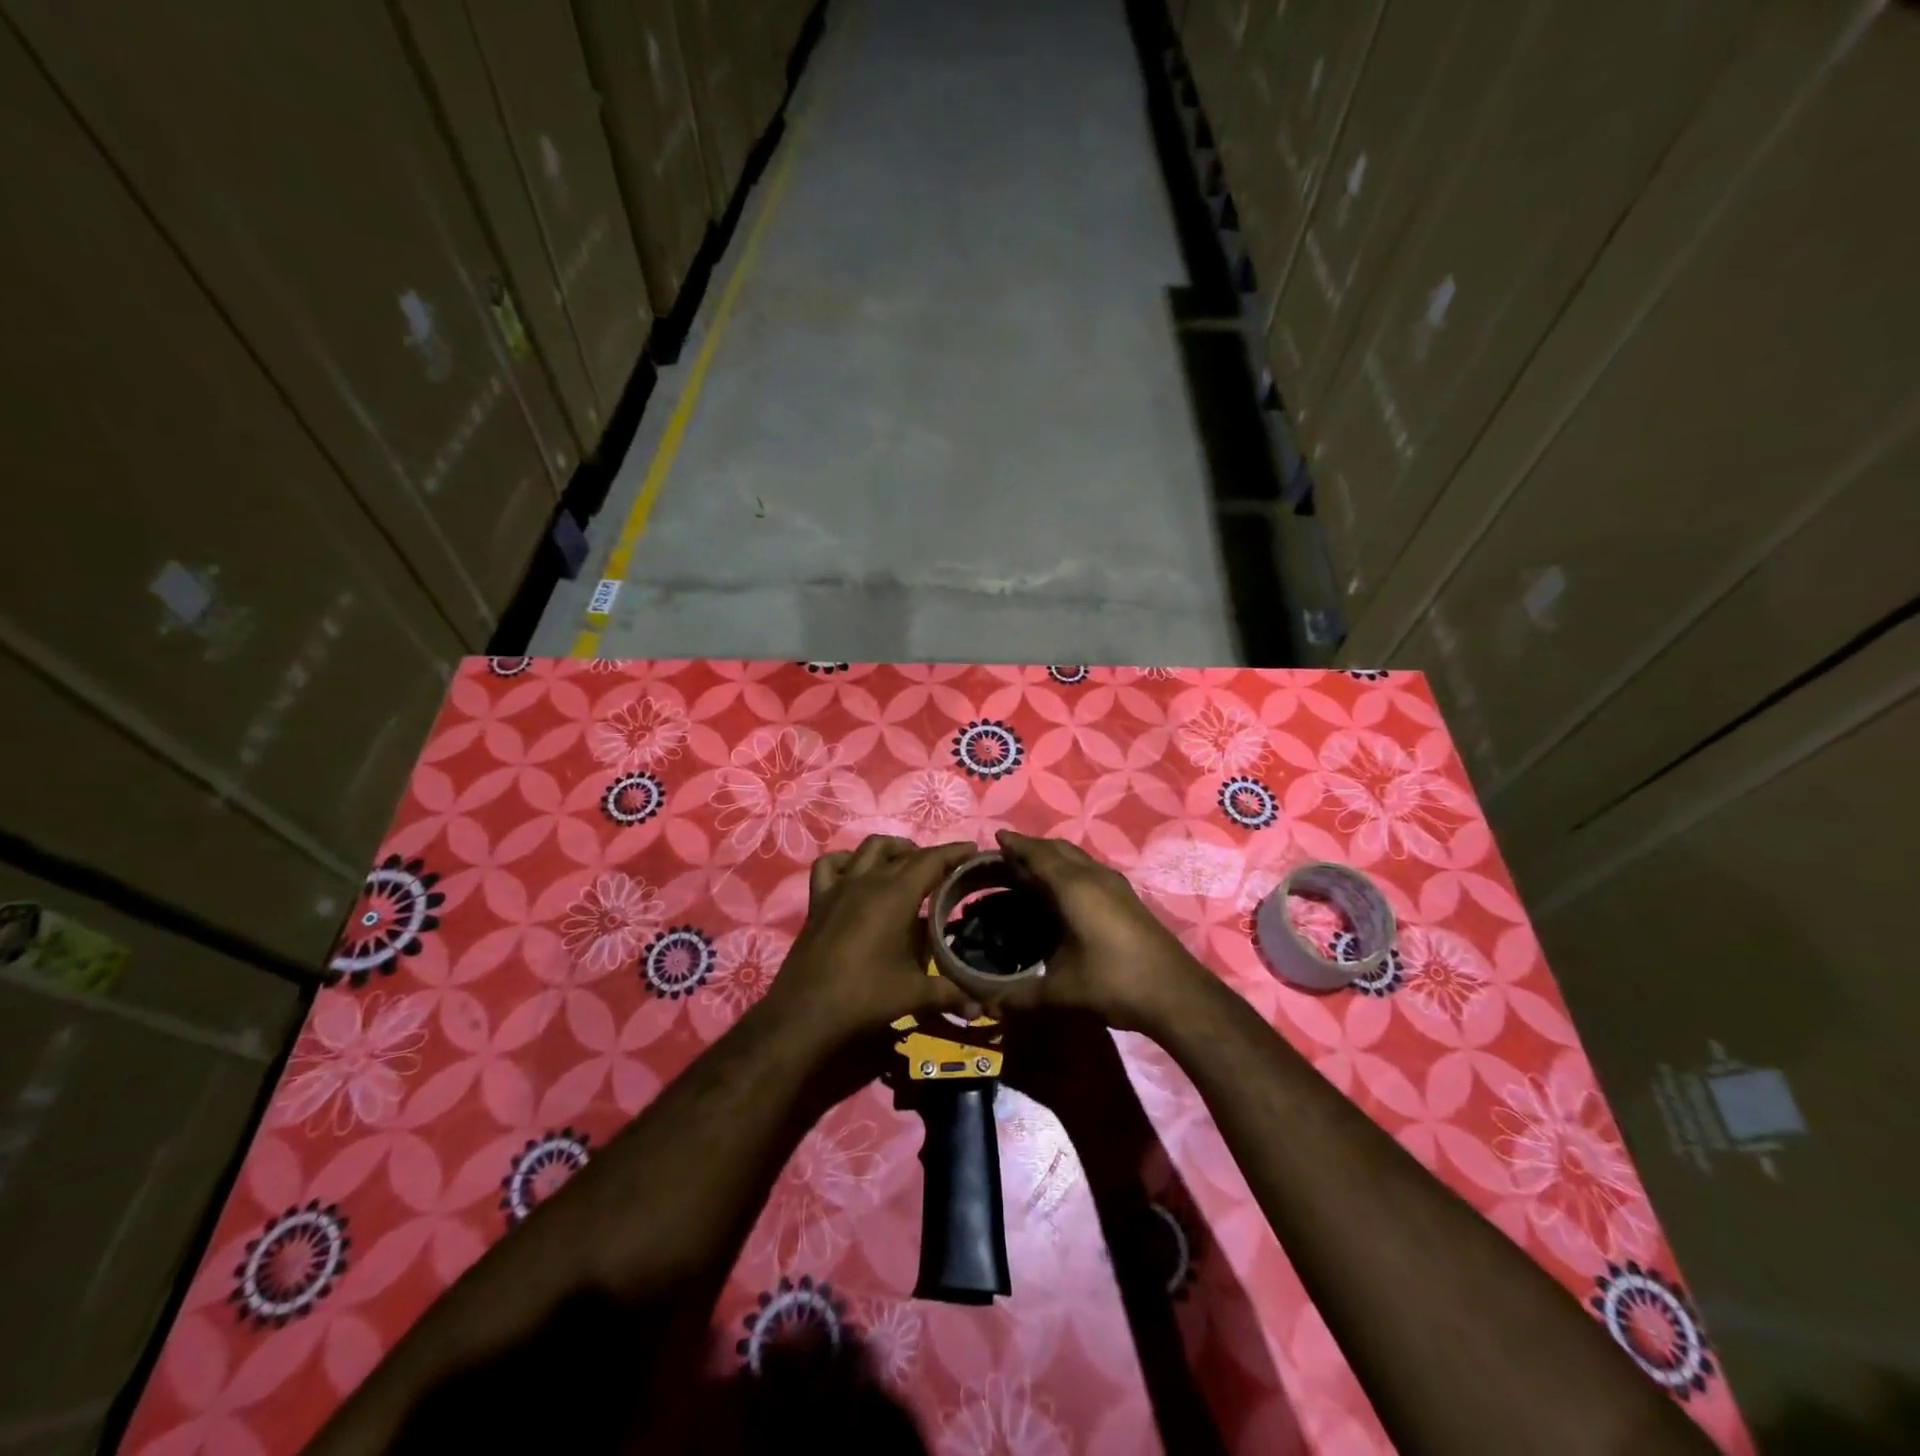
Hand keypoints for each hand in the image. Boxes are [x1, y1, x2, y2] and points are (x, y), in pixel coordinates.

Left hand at [764, 836, 978, 1045]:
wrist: (804, 1014)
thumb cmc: (864, 998)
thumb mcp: (914, 994)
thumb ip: (950, 993)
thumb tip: (981, 1006)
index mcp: (896, 895)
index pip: (931, 860)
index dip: (954, 852)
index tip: (973, 850)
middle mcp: (868, 881)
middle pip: (904, 853)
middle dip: (929, 856)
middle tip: (948, 870)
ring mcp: (840, 887)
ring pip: (869, 849)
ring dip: (892, 850)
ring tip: (907, 865)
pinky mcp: (818, 901)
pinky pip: (831, 866)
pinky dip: (848, 861)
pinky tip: (857, 874)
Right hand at [983, 831, 1210, 1032]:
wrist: (1176, 994)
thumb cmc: (1114, 983)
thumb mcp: (1061, 993)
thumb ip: (1021, 996)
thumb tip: (988, 1005)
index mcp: (1074, 888)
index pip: (1038, 855)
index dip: (1016, 845)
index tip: (996, 838)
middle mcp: (1095, 877)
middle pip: (1059, 849)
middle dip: (1033, 847)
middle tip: (1008, 855)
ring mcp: (1115, 885)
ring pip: (1078, 858)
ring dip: (1054, 857)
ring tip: (1032, 869)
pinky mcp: (1128, 898)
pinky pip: (1090, 869)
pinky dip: (1070, 869)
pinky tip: (1065, 891)